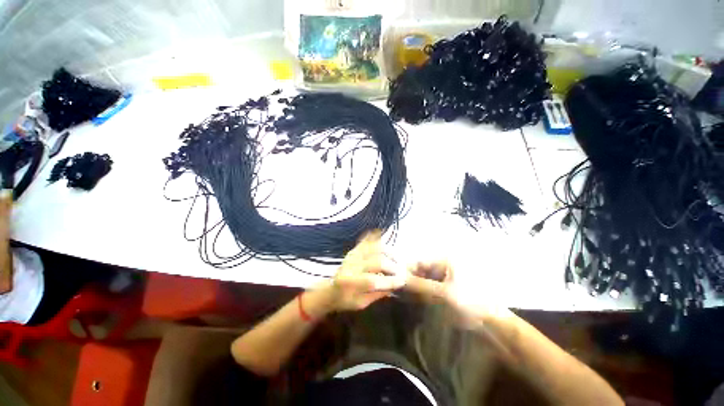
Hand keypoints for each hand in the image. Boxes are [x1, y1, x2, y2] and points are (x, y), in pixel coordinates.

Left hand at [323, 231, 406, 311]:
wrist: (330, 289)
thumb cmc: (346, 300)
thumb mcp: (361, 303)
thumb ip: (378, 294)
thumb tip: (396, 285)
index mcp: (351, 283)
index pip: (373, 281)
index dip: (390, 281)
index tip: (403, 281)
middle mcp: (351, 266)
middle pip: (376, 262)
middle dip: (392, 267)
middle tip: (402, 271)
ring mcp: (352, 256)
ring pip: (373, 249)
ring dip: (387, 253)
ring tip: (395, 259)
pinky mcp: (353, 250)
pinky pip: (365, 241)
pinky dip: (374, 237)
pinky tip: (382, 234)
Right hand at [405, 261, 514, 328]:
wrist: (493, 324)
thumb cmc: (469, 302)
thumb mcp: (442, 293)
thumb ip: (420, 285)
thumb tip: (399, 278)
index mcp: (446, 260)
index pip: (420, 261)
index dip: (407, 269)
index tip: (395, 279)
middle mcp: (445, 265)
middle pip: (422, 269)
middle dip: (411, 279)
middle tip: (399, 289)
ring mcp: (446, 277)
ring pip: (424, 279)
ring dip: (416, 287)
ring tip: (406, 295)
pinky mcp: (447, 288)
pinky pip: (430, 287)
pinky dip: (423, 292)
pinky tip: (416, 299)